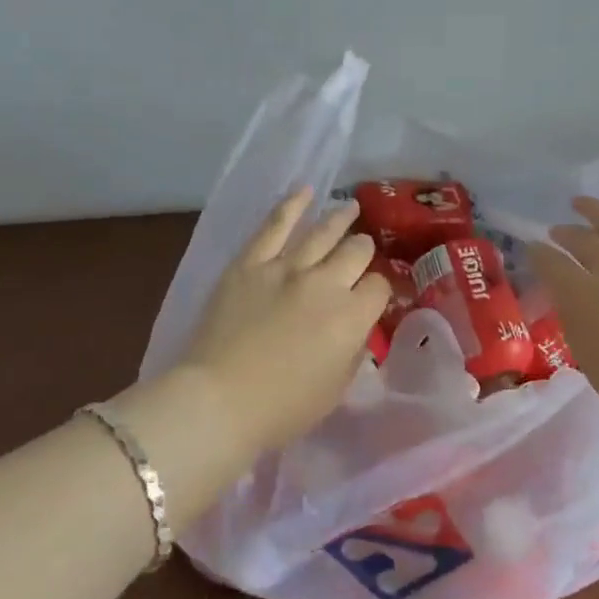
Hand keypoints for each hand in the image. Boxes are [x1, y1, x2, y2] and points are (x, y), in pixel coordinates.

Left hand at [173, 188, 388, 455]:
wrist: (219, 400)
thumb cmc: (282, 408)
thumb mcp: (336, 389)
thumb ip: (353, 352)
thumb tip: (356, 329)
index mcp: (352, 317)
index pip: (378, 288)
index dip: (378, 290)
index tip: (371, 296)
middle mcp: (326, 283)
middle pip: (356, 252)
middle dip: (363, 251)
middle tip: (361, 253)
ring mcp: (286, 268)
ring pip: (322, 231)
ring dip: (340, 218)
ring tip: (350, 209)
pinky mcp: (250, 263)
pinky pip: (274, 225)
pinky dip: (291, 205)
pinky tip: (304, 191)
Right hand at [528, 195, 598, 438]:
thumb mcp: (591, 361)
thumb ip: (578, 325)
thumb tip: (572, 303)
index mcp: (581, 296)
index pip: (550, 265)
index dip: (537, 255)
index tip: (532, 250)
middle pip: (580, 241)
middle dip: (564, 234)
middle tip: (556, 232)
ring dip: (594, 211)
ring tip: (580, 202)